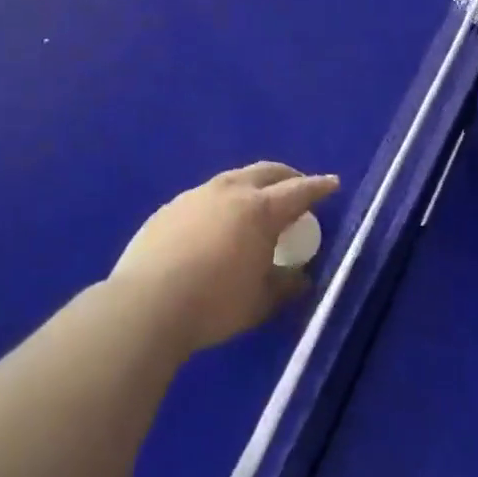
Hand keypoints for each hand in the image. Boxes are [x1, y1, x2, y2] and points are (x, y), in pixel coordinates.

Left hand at [110, 162, 340, 352]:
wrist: (145, 305)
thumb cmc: (214, 303)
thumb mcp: (260, 301)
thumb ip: (285, 285)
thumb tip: (301, 278)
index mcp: (260, 210)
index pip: (298, 191)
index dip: (318, 187)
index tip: (332, 183)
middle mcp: (229, 192)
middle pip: (266, 172)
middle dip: (286, 176)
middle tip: (297, 186)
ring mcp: (195, 196)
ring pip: (232, 179)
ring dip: (251, 185)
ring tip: (256, 203)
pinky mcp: (169, 208)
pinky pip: (205, 196)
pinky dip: (222, 201)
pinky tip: (215, 223)